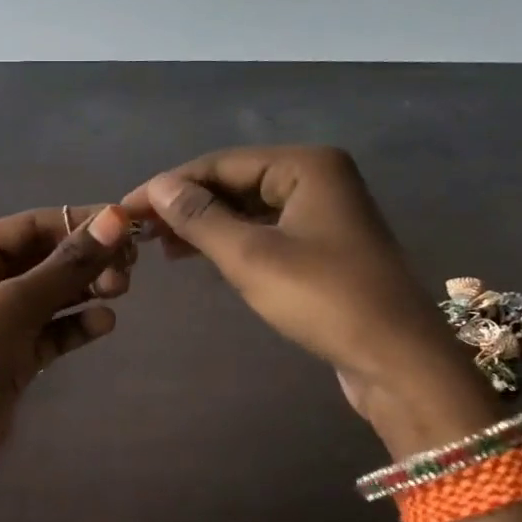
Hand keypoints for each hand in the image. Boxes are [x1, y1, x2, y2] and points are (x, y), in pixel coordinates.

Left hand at [0, 204, 135, 484]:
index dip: (79, 222)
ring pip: (51, 296)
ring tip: (121, 291)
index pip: (31, 226)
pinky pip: (51, 332)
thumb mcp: (14, 304)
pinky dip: (76, 326)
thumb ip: (68, 264)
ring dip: (86, 290)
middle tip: (129, 268)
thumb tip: (117, 220)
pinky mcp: (13, 357)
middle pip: (44, 260)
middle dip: (86, 260)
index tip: (127, 226)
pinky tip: (104, 324)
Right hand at [123, 146, 493, 446]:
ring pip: (249, 209)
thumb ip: (201, 218)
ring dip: (206, 225)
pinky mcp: (324, 247)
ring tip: (163, 248)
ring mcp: (324, 213)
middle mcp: (317, 179)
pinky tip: (203, 257)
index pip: (220, 164)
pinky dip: (232, 242)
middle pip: (235, 182)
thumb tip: (158, 188)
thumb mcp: (251, 257)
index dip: (168, 186)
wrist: (395, 357)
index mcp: (305, 166)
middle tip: (141, 233)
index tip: (125, 210)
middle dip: (187, 206)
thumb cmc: (323, 298)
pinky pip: (266, 232)